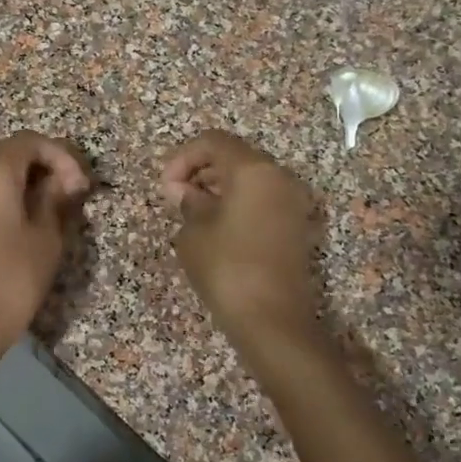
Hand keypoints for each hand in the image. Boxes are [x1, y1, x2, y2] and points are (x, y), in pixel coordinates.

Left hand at [0, 132, 90, 357]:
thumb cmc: (13, 276)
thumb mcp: (47, 234)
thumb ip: (56, 197)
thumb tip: (64, 180)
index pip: (32, 142)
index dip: (63, 158)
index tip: (82, 187)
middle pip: (9, 152)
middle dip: (44, 166)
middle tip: (72, 193)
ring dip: (24, 180)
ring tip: (51, 206)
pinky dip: (3, 194)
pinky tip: (23, 218)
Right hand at [162, 130, 320, 334]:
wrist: (272, 319)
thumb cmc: (227, 267)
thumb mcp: (194, 232)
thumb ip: (188, 202)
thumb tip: (185, 193)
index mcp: (253, 170)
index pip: (213, 142)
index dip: (182, 158)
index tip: (165, 187)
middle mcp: (279, 177)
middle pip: (234, 157)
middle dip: (200, 171)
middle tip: (176, 199)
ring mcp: (292, 202)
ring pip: (249, 179)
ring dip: (218, 188)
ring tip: (192, 215)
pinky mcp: (295, 226)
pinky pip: (262, 200)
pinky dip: (237, 204)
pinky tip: (216, 229)